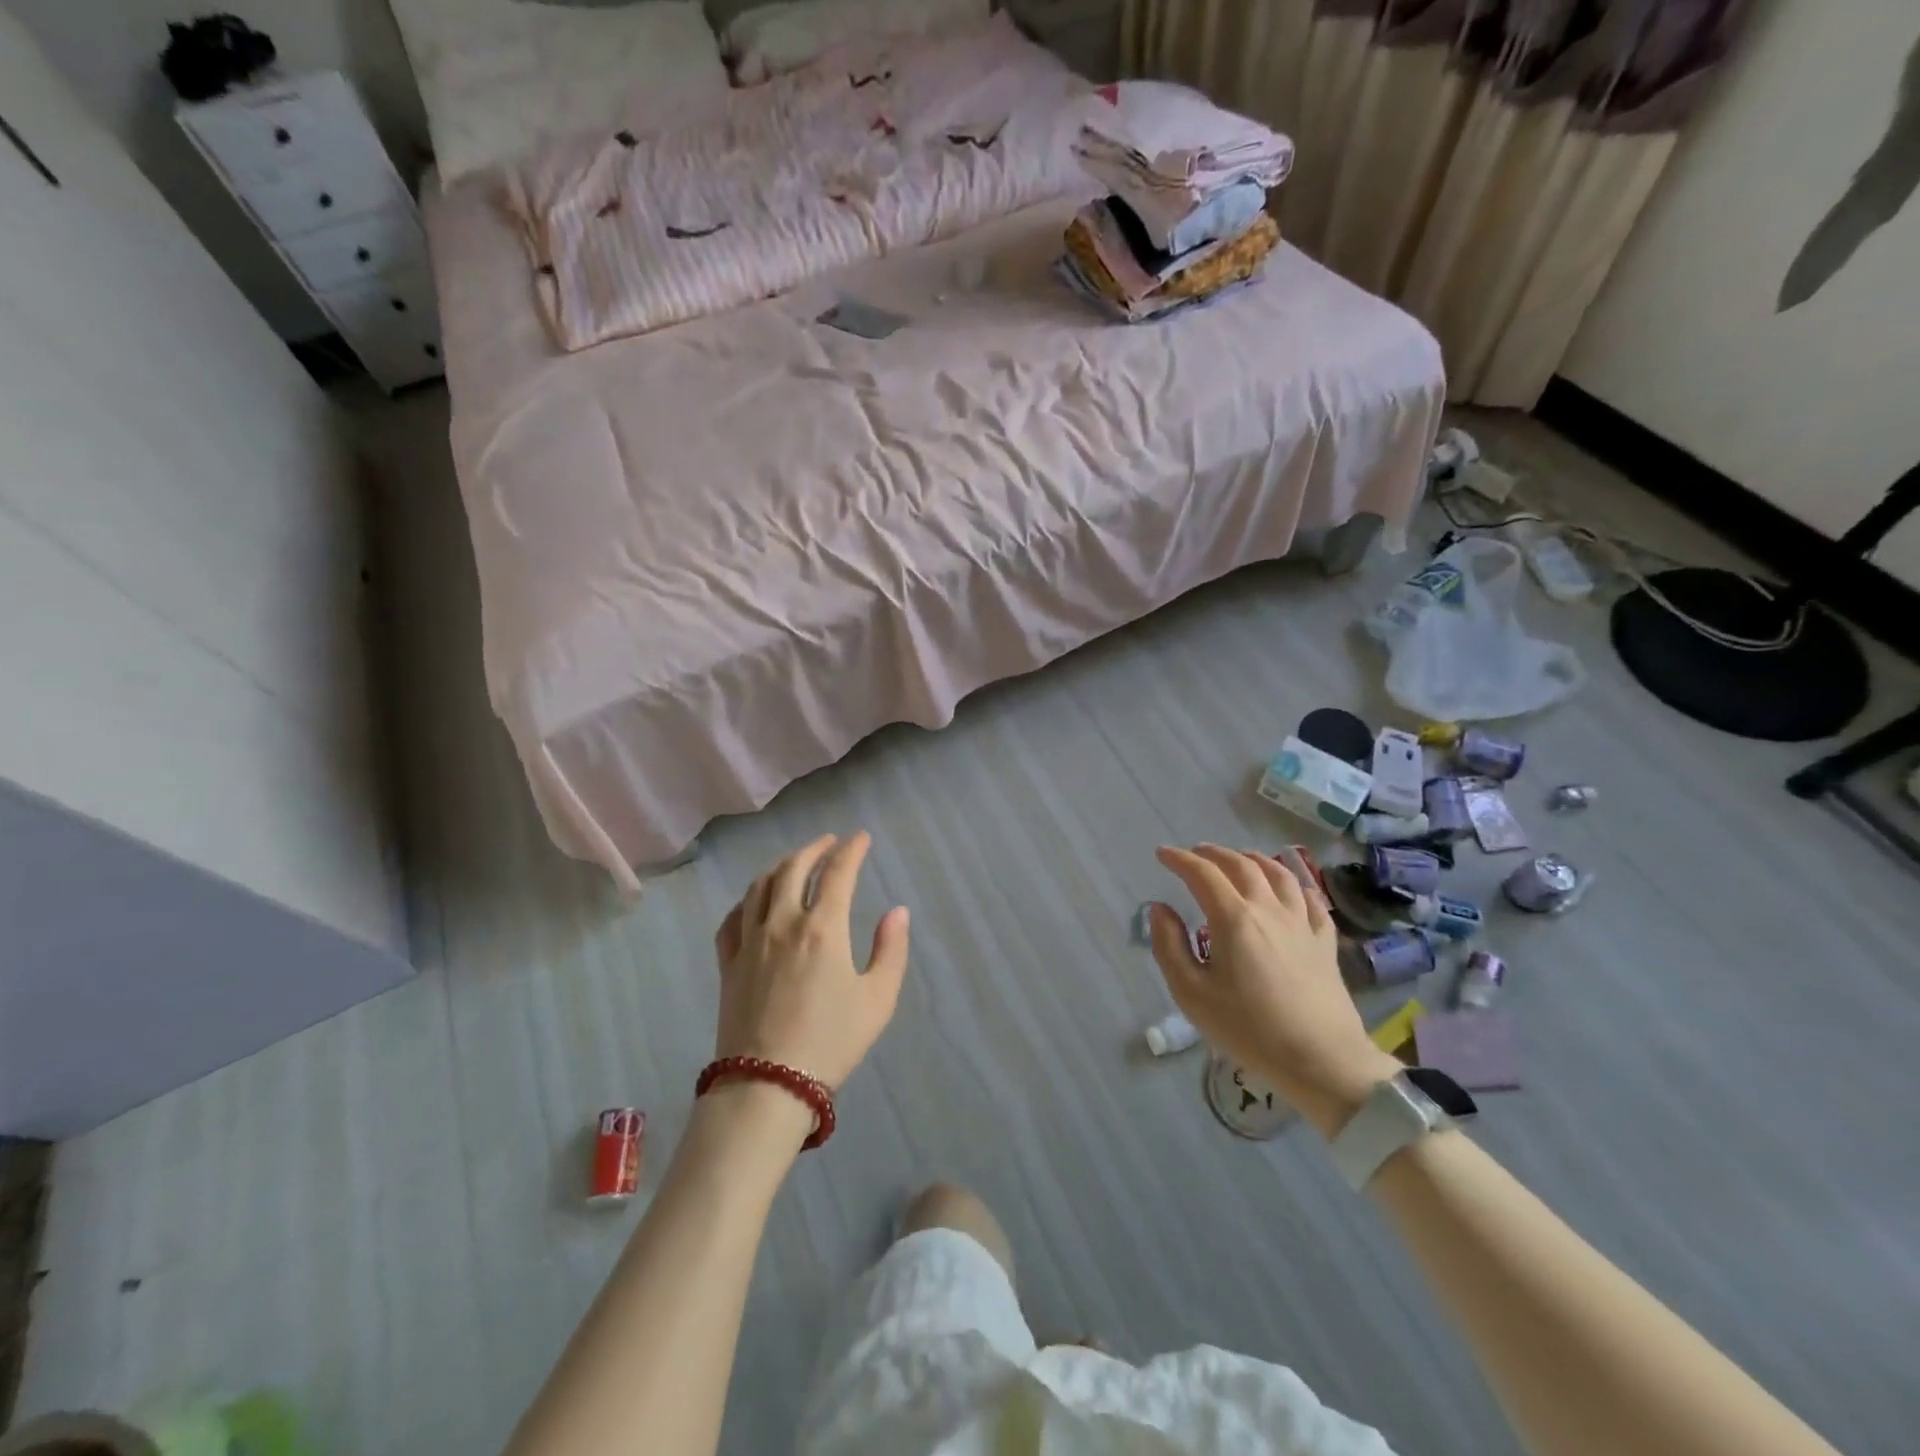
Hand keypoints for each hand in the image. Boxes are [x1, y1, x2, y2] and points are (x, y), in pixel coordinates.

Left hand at [714, 833, 910, 1091]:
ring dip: (780, 866)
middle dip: (814, 848)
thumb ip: (890, 950)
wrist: (768, 1086)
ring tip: (794, 862)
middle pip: (793, 868)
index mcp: (822, 928)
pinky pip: (732, 919)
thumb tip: (897, 911)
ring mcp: (750, 942)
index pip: (837, 872)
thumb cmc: (831, 1042)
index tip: (861, 838)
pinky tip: (754, 902)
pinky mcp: (728, 964)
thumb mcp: (878, 999)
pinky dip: (746, 900)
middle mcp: (782, 923)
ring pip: (759, 886)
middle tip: (829, 842)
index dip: (851, 850)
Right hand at [1149, 845, 1398, 1134]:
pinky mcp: (1325, 942)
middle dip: (1213, 854)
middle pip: (1241, 865)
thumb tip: (1160, 909)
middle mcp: (1269, 909)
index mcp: (1234, 918)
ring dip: (1253, 859)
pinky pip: (1310, 900)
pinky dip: (1294, 884)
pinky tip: (1290, 888)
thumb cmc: (1249, 1029)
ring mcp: (1302, 923)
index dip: (1179, 859)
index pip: (1202, 874)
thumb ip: (1169, 946)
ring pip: (1279, 874)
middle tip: (1195, 854)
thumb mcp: (1192, 993)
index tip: (1162, 853)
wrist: (1322, 1060)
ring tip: (1240, 858)